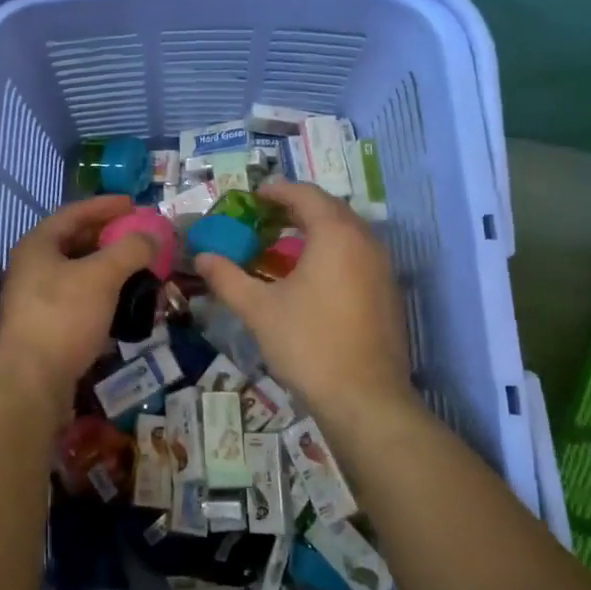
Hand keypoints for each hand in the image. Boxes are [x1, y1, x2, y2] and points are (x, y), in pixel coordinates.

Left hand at [0, 195, 155, 402]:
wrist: (31, 383)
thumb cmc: (63, 317)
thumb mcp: (102, 276)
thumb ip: (131, 249)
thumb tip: (153, 235)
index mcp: (38, 245)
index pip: (75, 213)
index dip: (106, 206)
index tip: (135, 203)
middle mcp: (32, 267)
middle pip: (76, 242)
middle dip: (111, 238)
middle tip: (141, 237)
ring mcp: (35, 300)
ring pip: (79, 274)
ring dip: (110, 269)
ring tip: (140, 270)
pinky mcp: (45, 328)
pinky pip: (79, 301)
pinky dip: (103, 296)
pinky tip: (125, 304)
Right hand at [193, 180, 417, 430]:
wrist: (365, 399)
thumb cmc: (308, 344)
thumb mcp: (259, 309)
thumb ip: (228, 278)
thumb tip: (202, 257)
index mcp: (335, 234)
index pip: (306, 194)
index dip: (278, 190)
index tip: (254, 195)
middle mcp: (365, 241)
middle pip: (330, 208)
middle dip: (297, 206)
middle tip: (266, 216)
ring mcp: (382, 267)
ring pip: (348, 232)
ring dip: (318, 228)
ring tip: (285, 243)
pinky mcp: (388, 292)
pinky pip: (359, 254)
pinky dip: (334, 251)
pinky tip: (313, 275)